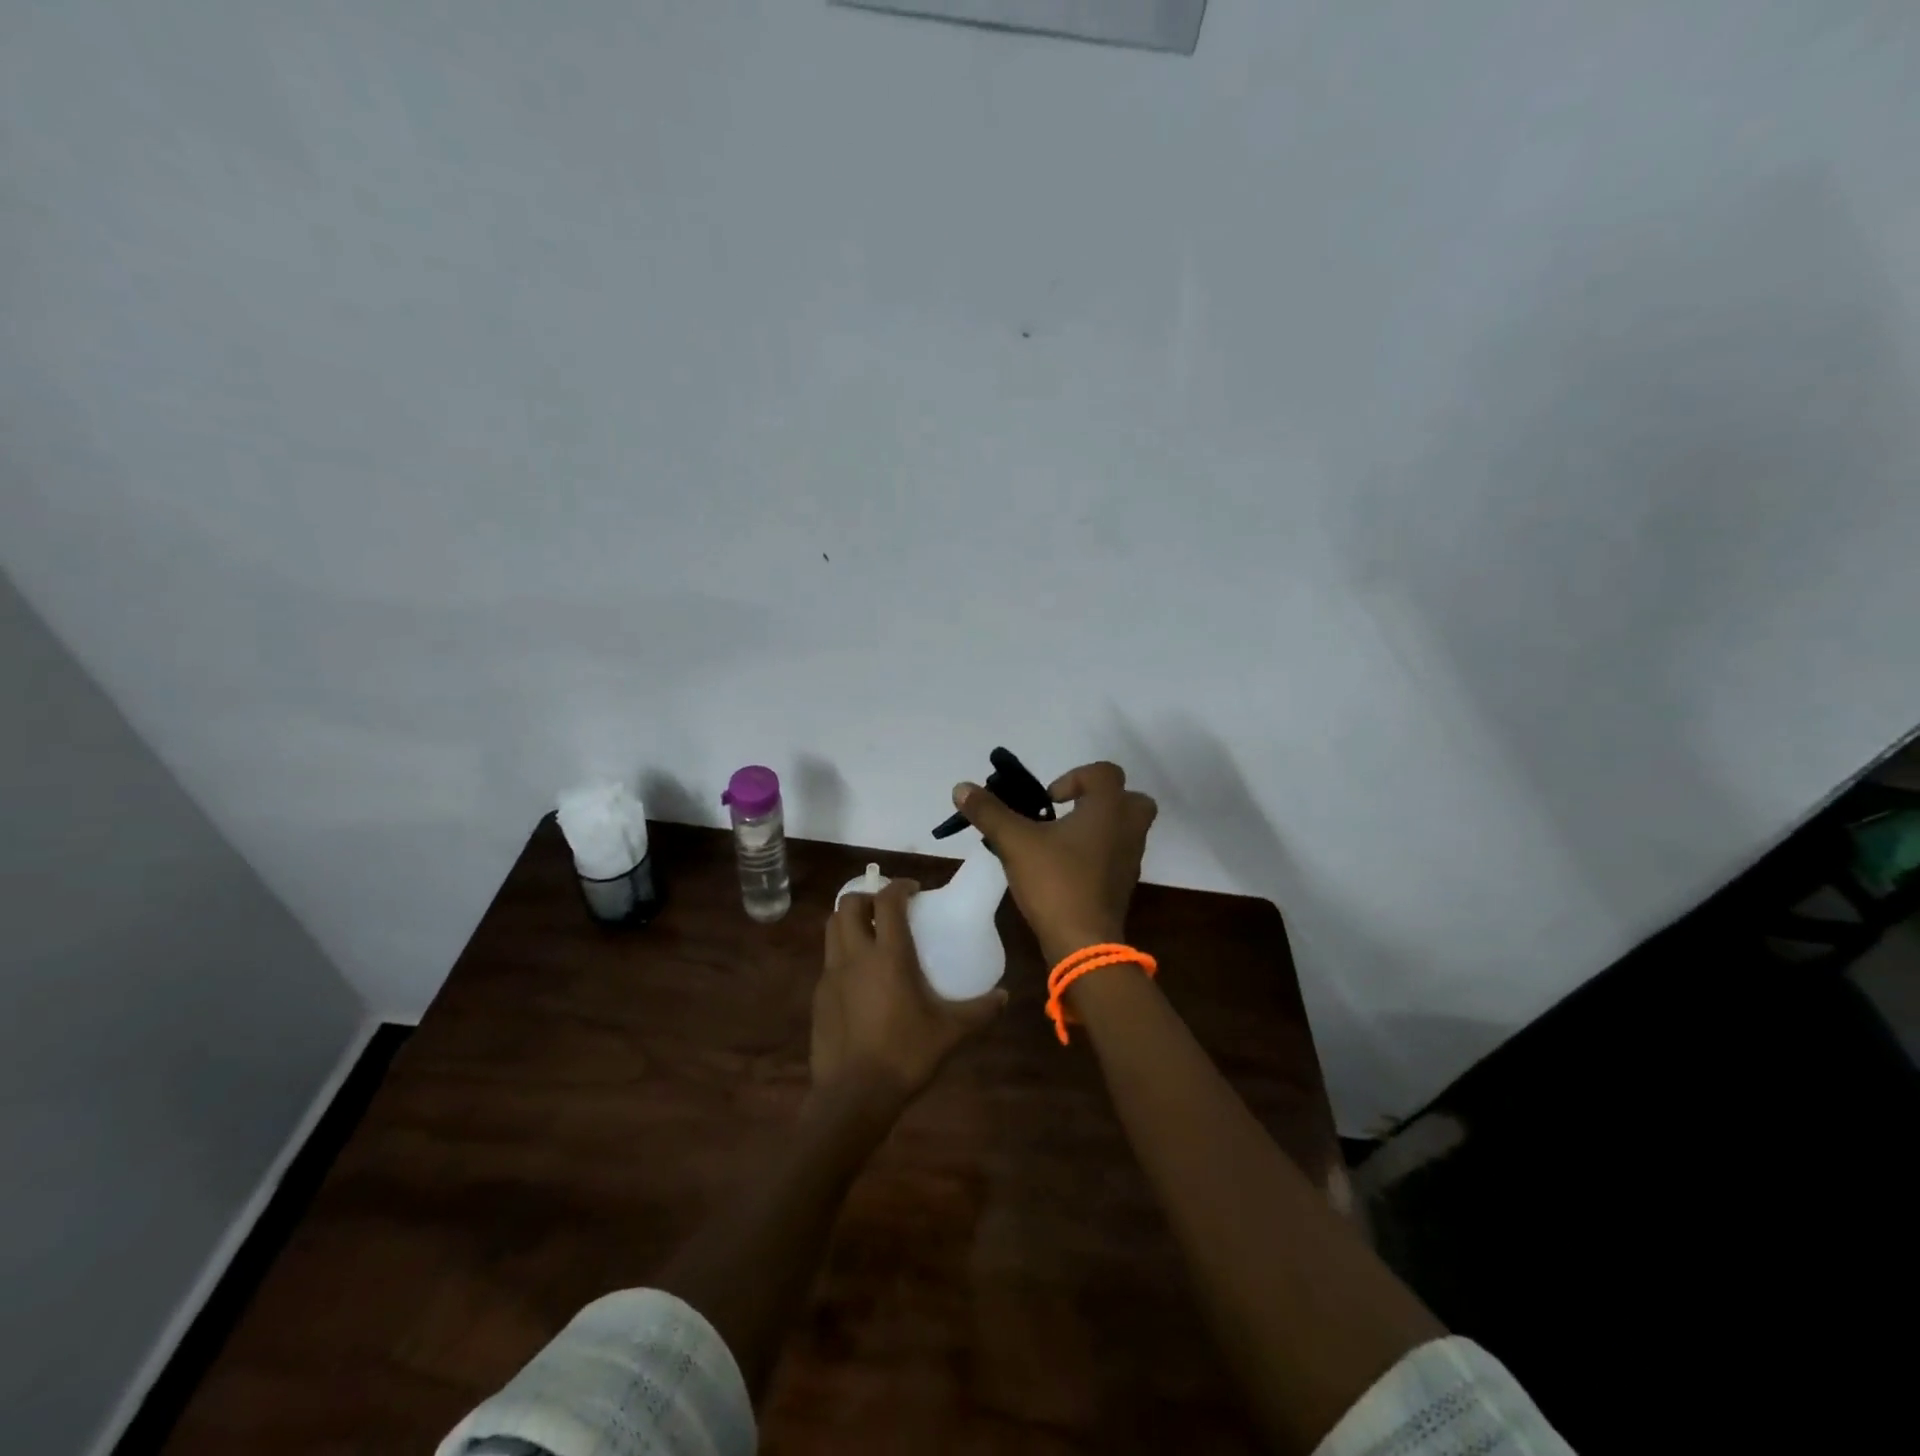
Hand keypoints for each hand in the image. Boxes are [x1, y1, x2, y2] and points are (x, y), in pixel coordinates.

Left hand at [812, 879, 1006, 1105]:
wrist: (853, 1095)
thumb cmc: (905, 1055)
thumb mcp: (950, 1032)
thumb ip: (979, 1011)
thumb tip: (1004, 996)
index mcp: (888, 955)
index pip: (887, 901)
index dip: (899, 886)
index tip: (914, 890)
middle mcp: (855, 955)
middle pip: (847, 904)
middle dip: (867, 897)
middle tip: (887, 910)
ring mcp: (832, 975)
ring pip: (832, 928)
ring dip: (849, 920)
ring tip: (871, 935)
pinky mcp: (819, 996)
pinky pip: (828, 960)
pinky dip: (843, 953)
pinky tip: (860, 978)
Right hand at [950, 760, 1157, 964]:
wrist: (1084, 943)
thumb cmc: (1055, 881)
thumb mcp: (1015, 842)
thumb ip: (989, 812)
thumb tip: (961, 788)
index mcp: (1108, 809)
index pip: (1105, 772)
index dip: (1075, 777)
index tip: (1049, 799)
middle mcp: (1128, 829)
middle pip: (1130, 798)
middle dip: (1101, 799)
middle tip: (1069, 812)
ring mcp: (1130, 859)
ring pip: (1125, 829)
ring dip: (1099, 827)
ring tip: (1062, 841)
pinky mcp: (1125, 885)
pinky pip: (1117, 856)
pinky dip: (1099, 854)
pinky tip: (1067, 868)